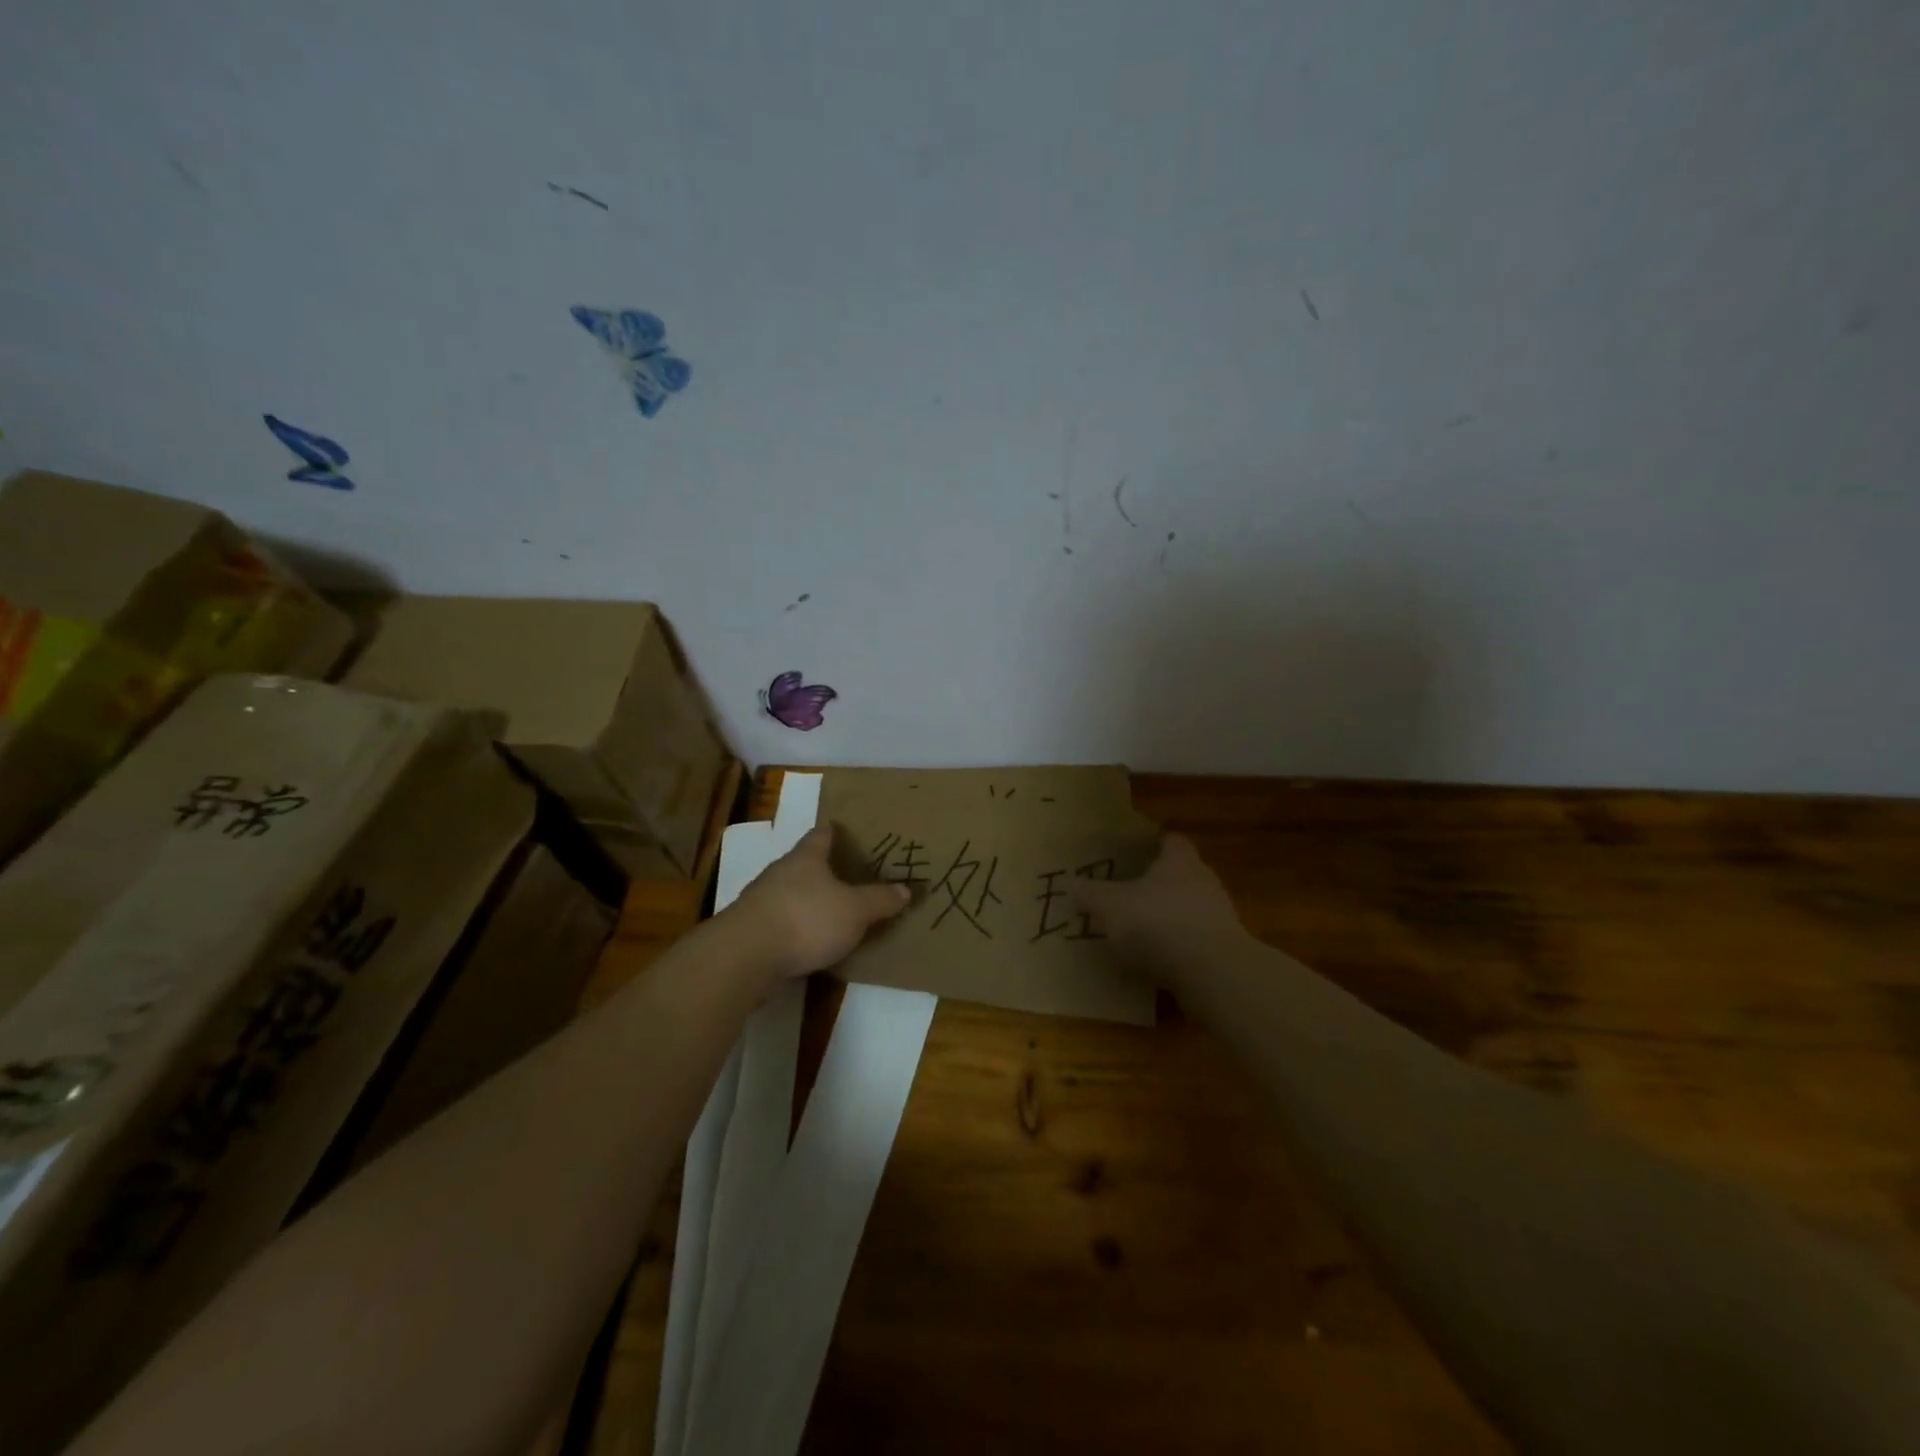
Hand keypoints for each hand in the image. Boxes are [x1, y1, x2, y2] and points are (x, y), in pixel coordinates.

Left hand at [725, 826, 912, 978]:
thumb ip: (879, 900)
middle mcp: (780, 873)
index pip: (820, 835)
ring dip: (805, 902)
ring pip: (788, 894)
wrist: (745, 956)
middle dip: (821, 870)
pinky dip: (793, 929)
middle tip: (846, 877)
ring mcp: (760, 901)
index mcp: (805, 858)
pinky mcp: (750, 930)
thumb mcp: (855, 911)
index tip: (843, 831)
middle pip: (802, 864)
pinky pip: (778, 923)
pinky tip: (806, 943)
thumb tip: (905, 889)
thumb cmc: (806, 919)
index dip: (833, 832)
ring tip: (829, 913)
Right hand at [1069, 834, 1246, 977]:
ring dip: (1166, 917)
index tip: (1130, 852)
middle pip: (1179, 874)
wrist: (1213, 972)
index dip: (1150, 843)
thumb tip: (1071, 884)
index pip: (1169, 839)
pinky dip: (1176, 947)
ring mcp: (1218, 916)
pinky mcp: (1224, 949)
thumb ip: (1090, 893)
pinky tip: (1154, 960)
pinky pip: (1194, 941)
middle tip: (1125, 892)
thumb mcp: (1110, 905)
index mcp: (1179, 859)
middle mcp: (1203, 880)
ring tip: (1136, 930)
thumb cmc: (1158, 922)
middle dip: (1155, 883)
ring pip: (1187, 908)